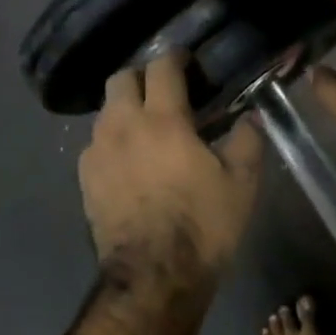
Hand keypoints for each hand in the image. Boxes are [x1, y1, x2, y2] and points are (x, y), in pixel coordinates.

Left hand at [79, 52, 264, 291]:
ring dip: (125, 108)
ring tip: (148, 128)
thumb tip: (251, 116)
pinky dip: (113, 140)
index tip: (188, 62)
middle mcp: (122, 126)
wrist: (154, 277)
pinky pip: (96, 143)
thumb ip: (248, 140)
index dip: (176, 57)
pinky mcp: (84, 179)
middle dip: (142, 77)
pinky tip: (130, 160)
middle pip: (120, 78)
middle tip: (165, 93)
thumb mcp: (242, 183)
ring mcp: (97, 152)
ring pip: (105, 111)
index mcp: (163, 120)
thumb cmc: (203, 225)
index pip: (162, 67)